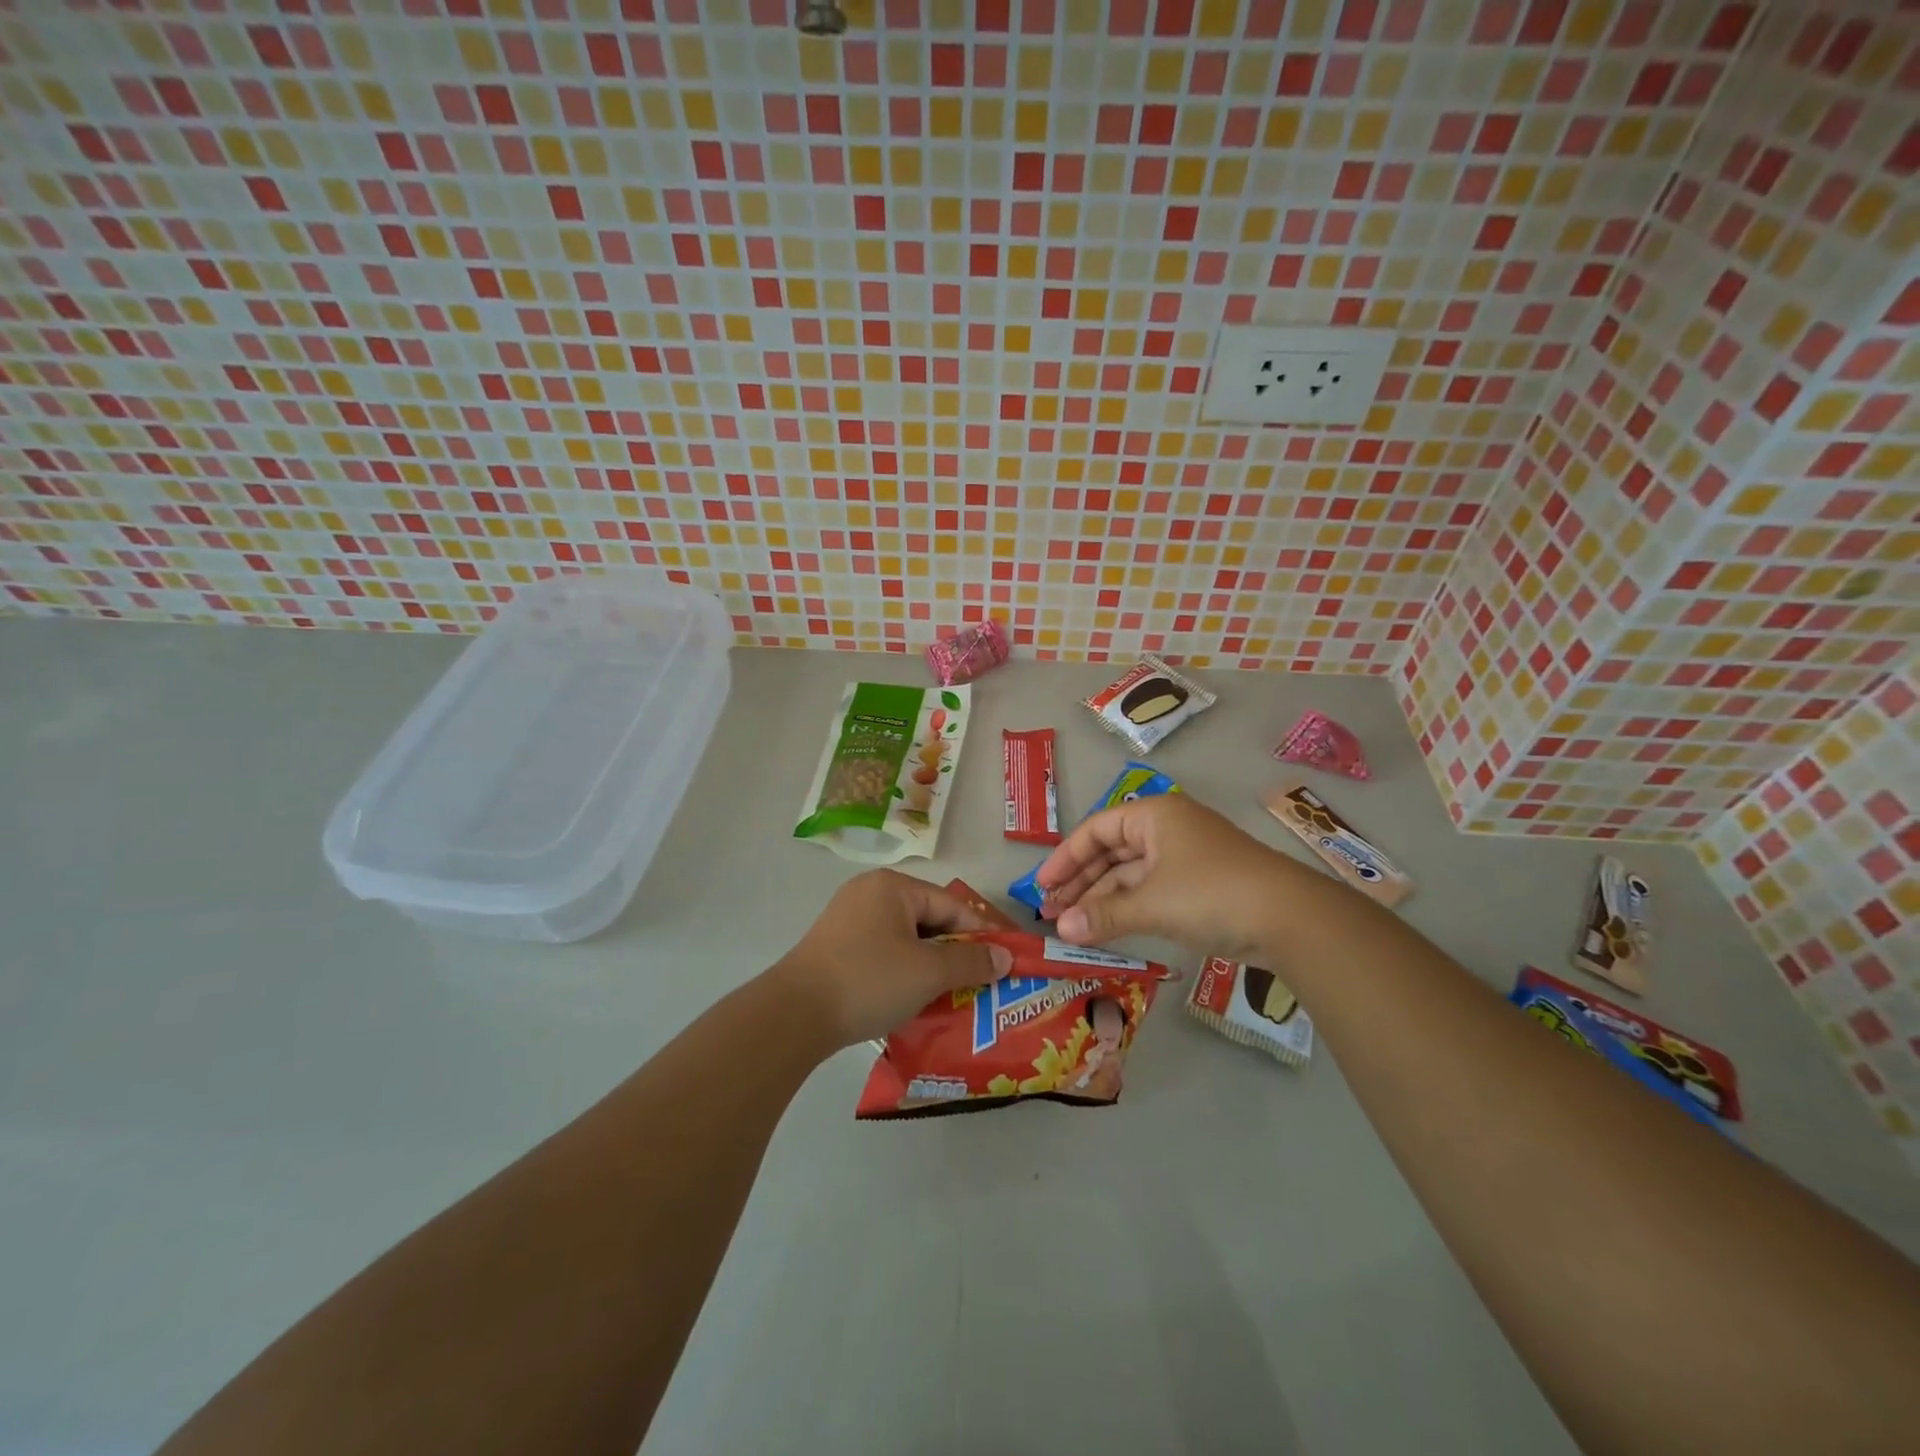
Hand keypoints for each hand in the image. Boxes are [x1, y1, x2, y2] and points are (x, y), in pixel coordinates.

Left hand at [770, 870, 1013, 1051]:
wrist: (793, 1015)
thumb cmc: (869, 981)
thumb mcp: (928, 972)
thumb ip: (970, 961)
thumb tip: (1004, 957)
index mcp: (893, 887)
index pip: (951, 905)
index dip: (982, 933)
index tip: (1006, 960)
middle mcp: (870, 893)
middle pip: (928, 920)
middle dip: (956, 952)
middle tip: (982, 982)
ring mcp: (849, 920)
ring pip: (906, 940)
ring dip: (931, 966)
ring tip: (954, 995)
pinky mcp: (836, 948)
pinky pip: (884, 953)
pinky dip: (905, 972)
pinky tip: (915, 999)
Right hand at [1034, 791, 1305, 960]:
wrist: (1289, 918)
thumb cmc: (1211, 893)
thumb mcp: (1151, 903)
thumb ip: (1103, 915)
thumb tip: (1061, 930)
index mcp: (1154, 816)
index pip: (1096, 830)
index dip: (1065, 858)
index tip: (1042, 887)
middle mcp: (1167, 829)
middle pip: (1111, 852)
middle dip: (1080, 883)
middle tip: (1051, 912)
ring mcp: (1185, 858)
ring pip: (1130, 875)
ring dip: (1101, 899)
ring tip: (1071, 927)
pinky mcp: (1199, 886)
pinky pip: (1151, 892)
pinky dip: (1127, 908)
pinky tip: (1107, 928)